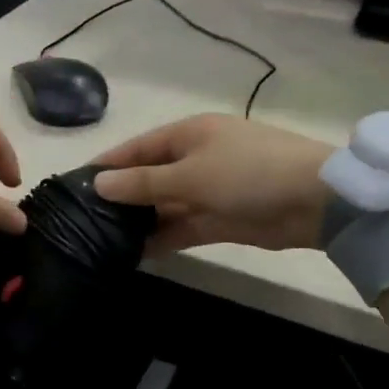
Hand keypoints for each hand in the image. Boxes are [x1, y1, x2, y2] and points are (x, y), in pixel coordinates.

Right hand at [91, 114, 332, 254]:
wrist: (315, 200)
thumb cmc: (248, 173)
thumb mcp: (190, 175)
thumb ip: (143, 183)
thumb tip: (98, 183)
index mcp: (188, 134)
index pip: (137, 147)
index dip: (107, 164)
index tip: (73, 183)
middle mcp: (195, 159)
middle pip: (148, 177)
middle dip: (120, 197)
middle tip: (81, 219)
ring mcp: (208, 190)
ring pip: (163, 205)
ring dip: (138, 221)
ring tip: (100, 240)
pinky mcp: (220, 219)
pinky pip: (181, 227)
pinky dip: (161, 239)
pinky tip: (133, 254)